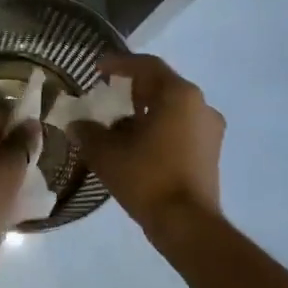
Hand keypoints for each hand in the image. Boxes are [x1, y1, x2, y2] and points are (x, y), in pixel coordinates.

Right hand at [70, 52, 224, 242]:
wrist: (186, 223)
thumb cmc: (147, 178)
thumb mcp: (107, 154)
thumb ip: (88, 132)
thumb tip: (76, 124)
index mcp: (179, 95)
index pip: (147, 66)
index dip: (119, 64)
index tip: (97, 68)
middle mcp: (200, 105)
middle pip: (162, 86)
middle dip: (132, 90)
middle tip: (107, 96)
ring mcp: (210, 129)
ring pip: (172, 109)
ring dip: (145, 112)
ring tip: (117, 126)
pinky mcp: (210, 152)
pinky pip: (180, 128)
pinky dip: (159, 129)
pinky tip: (137, 146)